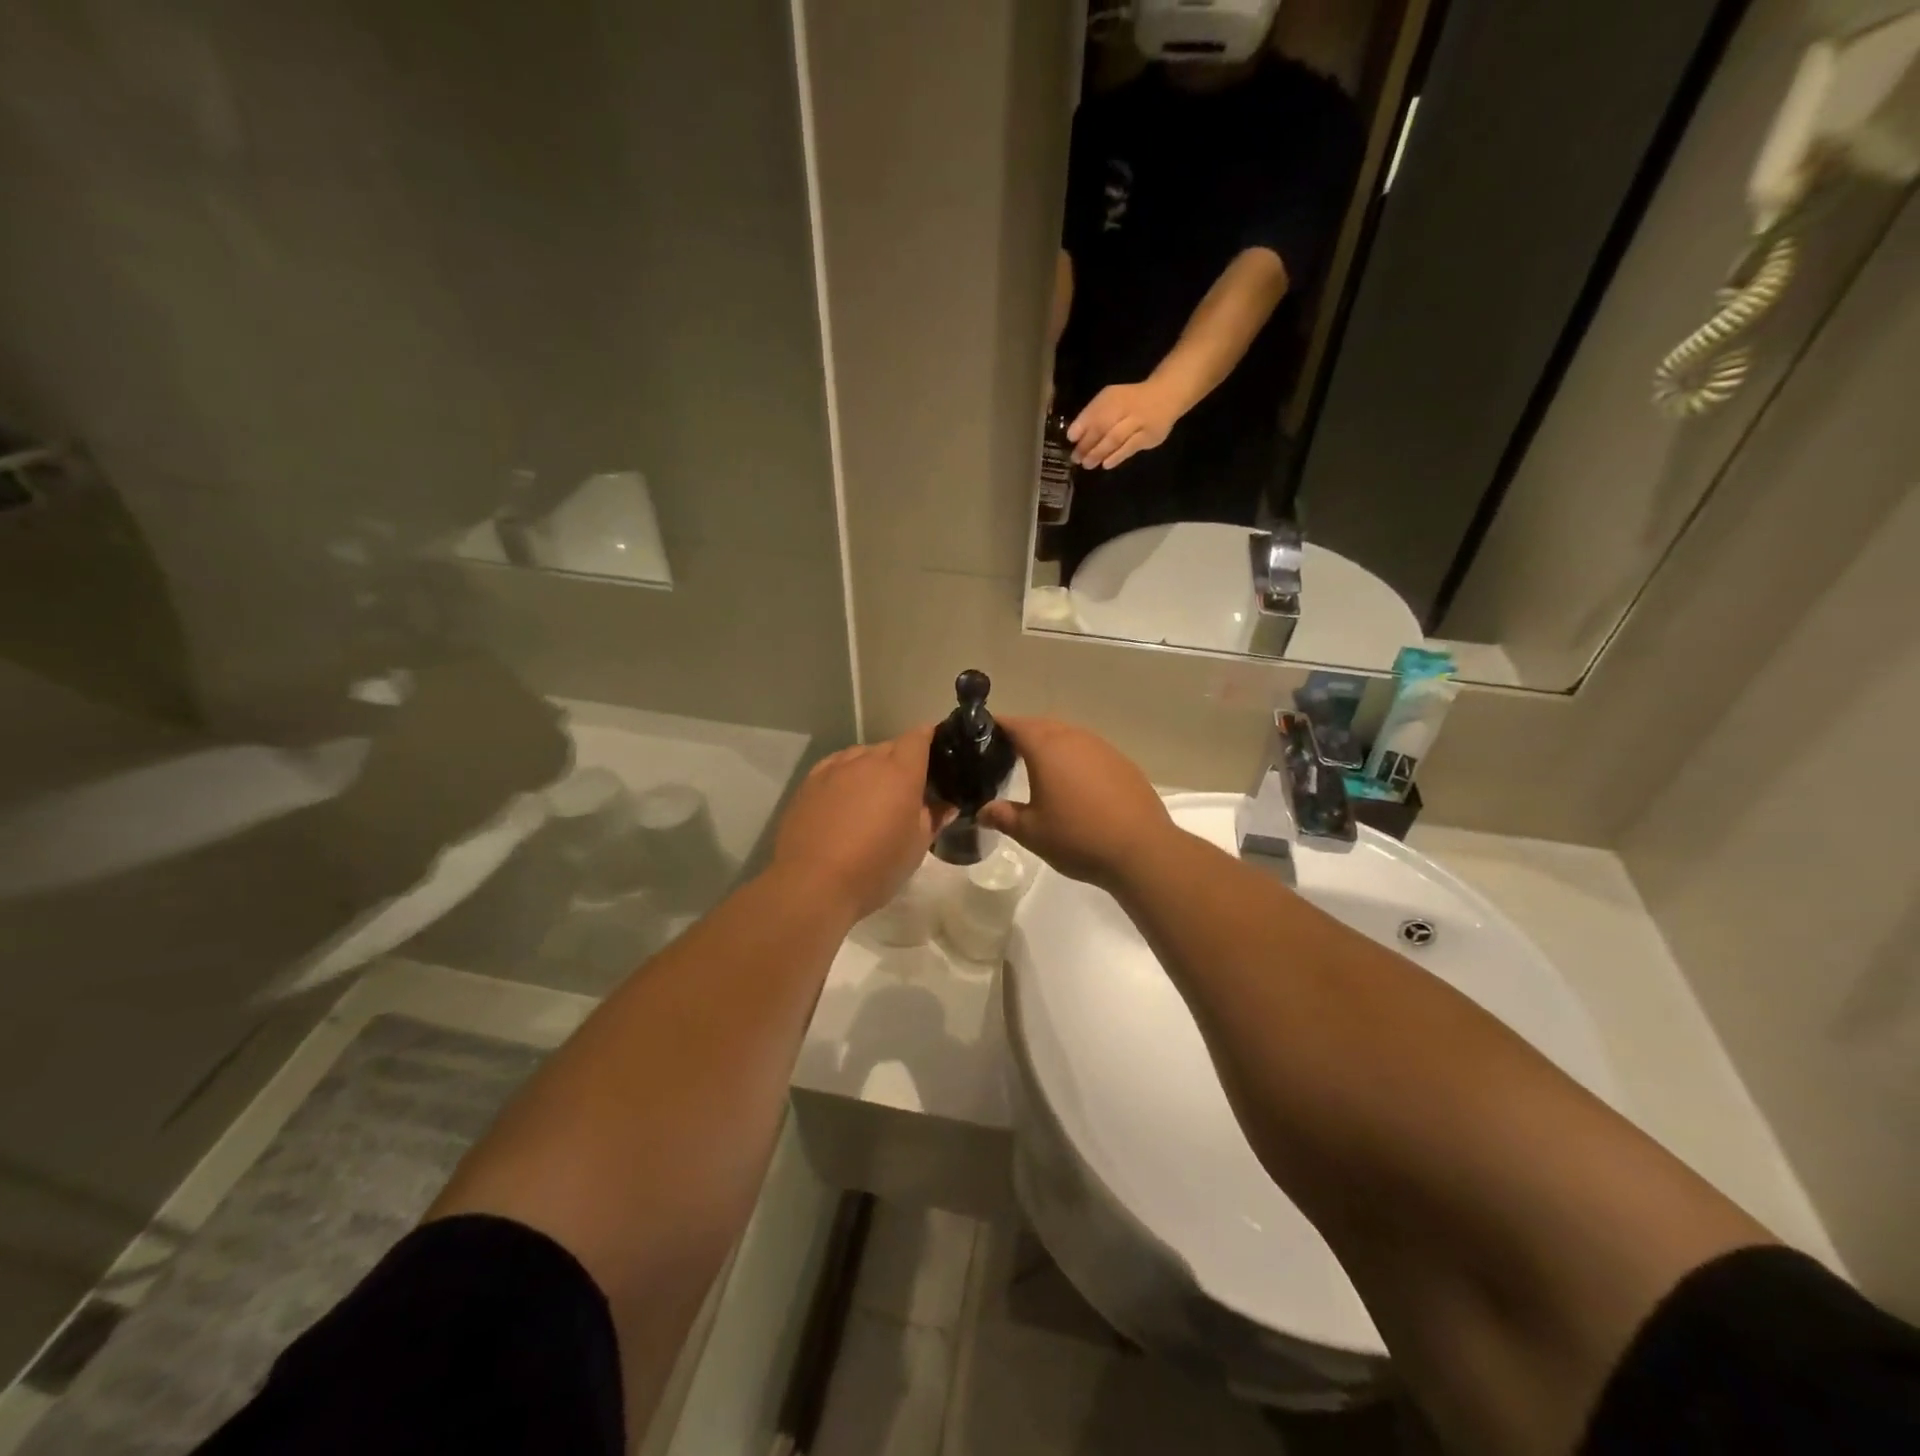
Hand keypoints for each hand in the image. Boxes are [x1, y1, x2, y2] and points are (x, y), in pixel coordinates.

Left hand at [771, 726, 951, 921]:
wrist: (812, 883)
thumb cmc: (875, 866)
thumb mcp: (917, 847)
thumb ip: (934, 818)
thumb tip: (945, 805)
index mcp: (900, 771)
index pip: (919, 737)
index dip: (930, 740)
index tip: (936, 756)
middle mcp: (867, 760)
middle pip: (890, 746)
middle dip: (901, 761)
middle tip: (907, 790)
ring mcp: (834, 768)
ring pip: (861, 756)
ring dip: (871, 769)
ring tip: (872, 798)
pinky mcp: (808, 782)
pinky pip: (835, 767)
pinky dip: (845, 777)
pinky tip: (844, 800)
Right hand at [976, 717, 1174, 891]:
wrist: (1141, 849)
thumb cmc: (1078, 837)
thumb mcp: (1031, 832)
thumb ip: (1003, 817)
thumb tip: (982, 811)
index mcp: (1047, 748)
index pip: (1016, 724)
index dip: (997, 726)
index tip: (981, 734)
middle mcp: (1075, 738)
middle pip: (1043, 725)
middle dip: (1024, 734)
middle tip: (1006, 752)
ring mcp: (1103, 749)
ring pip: (1070, 736)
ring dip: (1052, 745)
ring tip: (1039, 767)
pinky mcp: (1123, 764)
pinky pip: (1091, 751)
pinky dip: (1076, 759)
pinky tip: (1075, 783)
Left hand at [1068, 380, 1181, 469]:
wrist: (1166, 396)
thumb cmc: (1130, 400)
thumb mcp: (1111, 399)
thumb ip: (1093, 414)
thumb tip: (1073, 436)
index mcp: (1116, 396)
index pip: (1096, 411)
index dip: (1082, 425)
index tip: (1070, 439)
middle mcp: (1128, 407)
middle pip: (1104, 426)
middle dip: (1087, 444)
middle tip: (1076, 458)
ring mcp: (1141, 422)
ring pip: (1116, 439)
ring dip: (1099, 453)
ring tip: (1087, 464)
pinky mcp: (1150, 436)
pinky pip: (1130, 448)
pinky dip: (1117, 457)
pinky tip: (1106, 464)